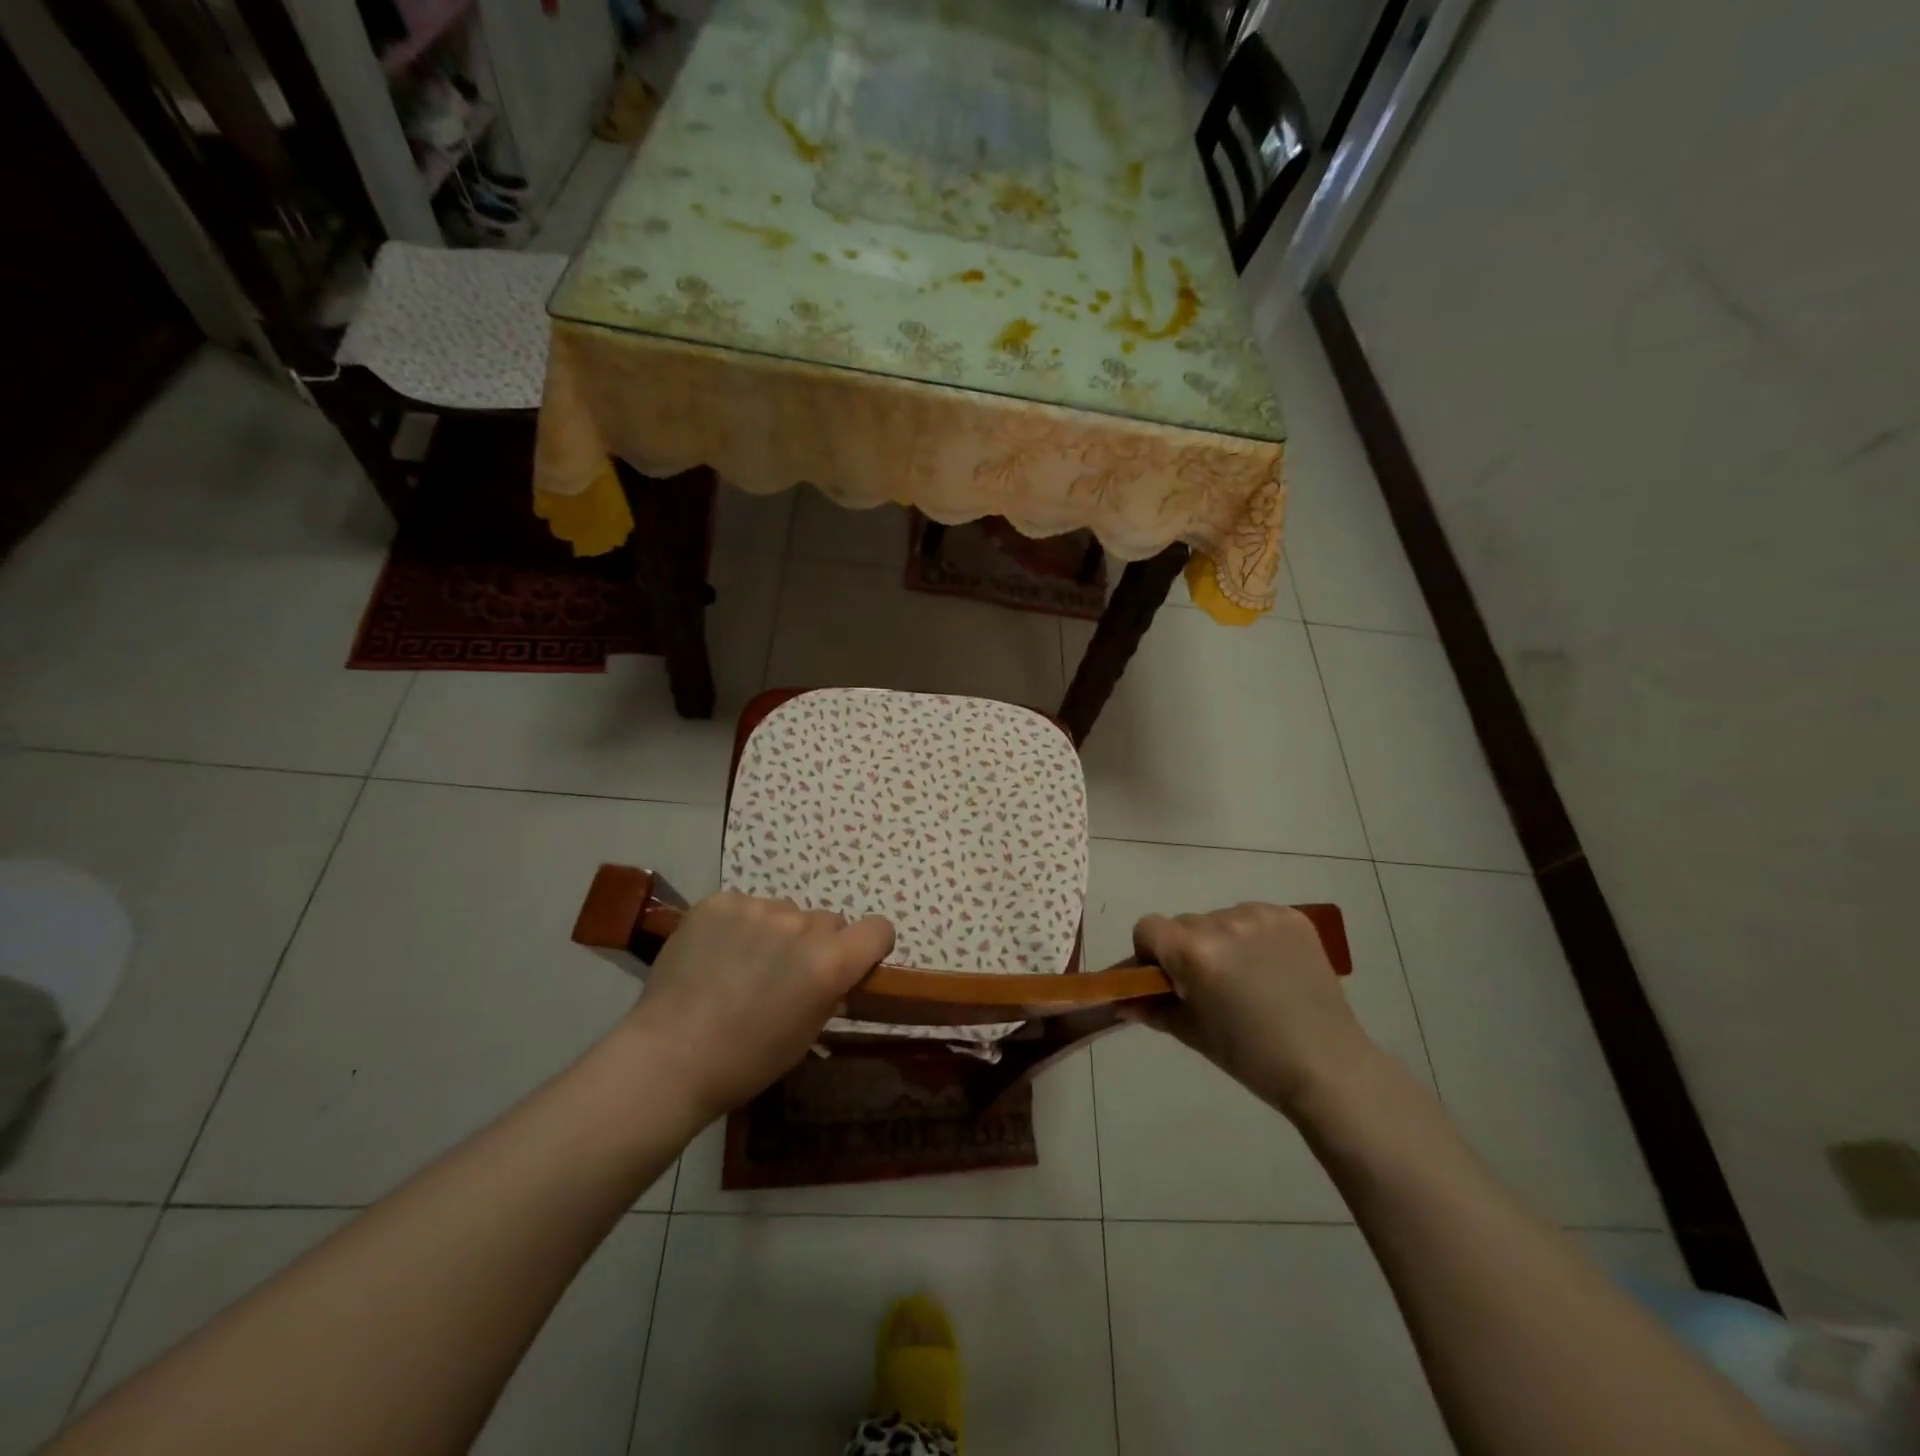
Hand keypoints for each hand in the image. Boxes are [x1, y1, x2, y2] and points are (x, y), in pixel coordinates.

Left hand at [623, 892, 894, 1121]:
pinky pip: (745, 906)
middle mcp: (801, 925)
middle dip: (816, 943)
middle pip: (827, 921)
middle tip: (784, 975)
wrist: (668, 1058)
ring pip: (784, 912)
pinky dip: (738, 925)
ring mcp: (758, 908)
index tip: (852, 964)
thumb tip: (834, 980)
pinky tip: (715, 955)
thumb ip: (829, 995)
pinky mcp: (719, 902)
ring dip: (775, 932)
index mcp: (830, 961)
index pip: (879, 929)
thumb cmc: (746, 1061)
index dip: (870, 946)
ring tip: (741, 966)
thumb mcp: (805, 1036)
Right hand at [1129, 902, 1376, 1119]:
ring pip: (1219, 918)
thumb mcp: (1193, 1033)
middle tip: (1208, 984)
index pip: (1148, 928)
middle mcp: (1224, 923)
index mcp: (1194, 952)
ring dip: (1220, 941)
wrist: (1328, 1067)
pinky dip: (1252, 936)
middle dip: (1186, 948)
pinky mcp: (1292, 917)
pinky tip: (1269, 966)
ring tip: (1246, 977)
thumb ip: (1153, 1008)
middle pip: (1184, 924)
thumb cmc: (1252, 1057)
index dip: (1149, 952)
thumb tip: (1123, 1000)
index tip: (1166, 978)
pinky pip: (1253, 916)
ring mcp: (1261, 916)